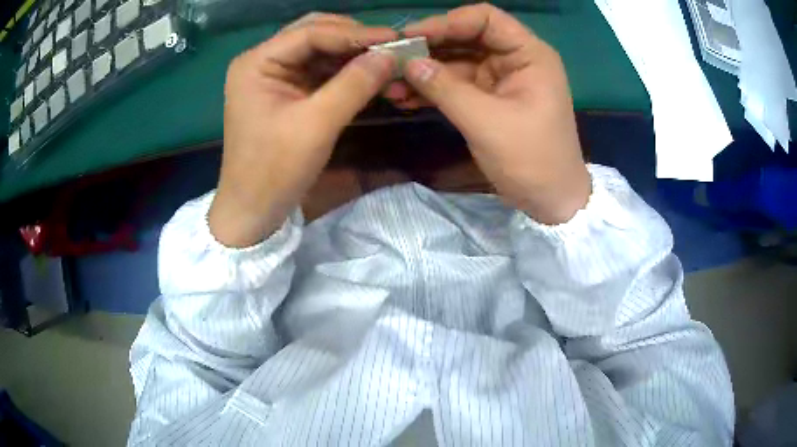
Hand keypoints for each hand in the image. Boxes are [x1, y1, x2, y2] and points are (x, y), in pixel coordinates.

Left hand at [209, 15, 397, 246]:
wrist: (253, 210)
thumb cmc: (274, 171)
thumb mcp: (316, 125)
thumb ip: (354, 85)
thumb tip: (390, 55)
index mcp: (257, 62)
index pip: (311, 33)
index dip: (355, 33)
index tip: (395, 38)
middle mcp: (262, 61)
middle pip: (314, 34)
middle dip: (353, 39)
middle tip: (390, 46)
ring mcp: (273, 75)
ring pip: (319, 50)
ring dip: (352, 54)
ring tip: (386, 59)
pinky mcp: (285, 91)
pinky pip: (319, 70)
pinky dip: (344, 71)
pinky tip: (368, 74)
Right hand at [391, 4, 590, 223]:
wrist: (550, 201)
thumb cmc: (532, 159)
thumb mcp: (487, 122)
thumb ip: (446, 88)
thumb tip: (408, 63)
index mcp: (529, 54)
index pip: (486, 19)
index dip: (448, 22)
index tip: (412, 36)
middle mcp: (515, 59)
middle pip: (466, 38)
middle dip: (429, 47)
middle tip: (392, 59)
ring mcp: (500, 79)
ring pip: (457, 62)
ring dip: (425, 71)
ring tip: (390, 84)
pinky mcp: (489, 99)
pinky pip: (456, 85)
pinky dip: (433, 89)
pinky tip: (405, 97)